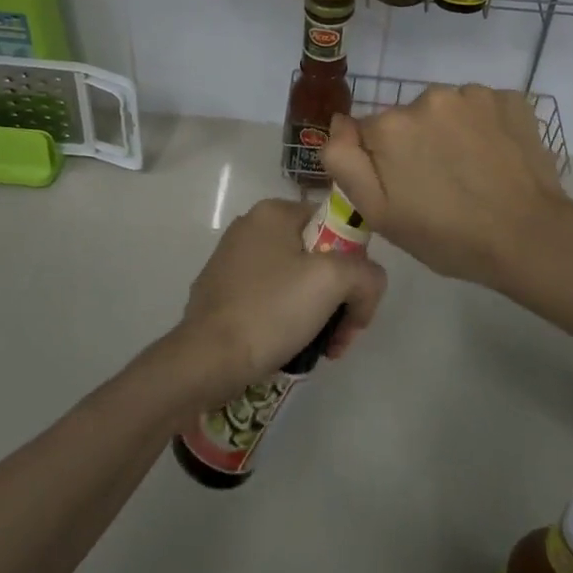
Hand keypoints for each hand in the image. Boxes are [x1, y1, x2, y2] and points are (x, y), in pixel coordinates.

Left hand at [175, 198, 387, 402]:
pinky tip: (290, 348)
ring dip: (318, 314)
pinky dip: (288, 321)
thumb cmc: (270, 310)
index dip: (355, 264)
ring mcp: (232, 261)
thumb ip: (366, 274)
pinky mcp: (222, 293)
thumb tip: (365, 290)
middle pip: (318, 258)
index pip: (336, 226)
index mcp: (274, 212)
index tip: (354, 303)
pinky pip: (271, 300)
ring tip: (322, 349)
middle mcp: (251, 228)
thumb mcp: (333, 282)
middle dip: (338, 298)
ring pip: (296, 282)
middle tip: (341, 335)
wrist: (206, 360)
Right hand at [321, 84, 572, 292]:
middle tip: (440, 185)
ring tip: (471, 172)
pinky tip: (495, 157)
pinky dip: (484, 127)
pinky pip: (482, 108)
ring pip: (446, 110)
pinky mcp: (510, 98)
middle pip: (409, 118)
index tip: (408, 189)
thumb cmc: (447, 236)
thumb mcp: (378, 213)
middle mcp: (428, 97)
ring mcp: (473, 94)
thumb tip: (339, 121)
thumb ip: (344, 161)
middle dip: (417, 144)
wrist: (529, 237)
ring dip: (451, 132)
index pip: (371, 134)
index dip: (385, 163)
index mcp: (391, 125)